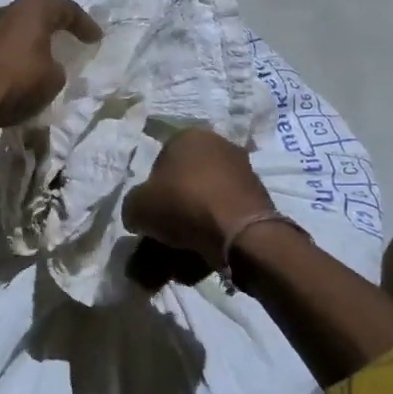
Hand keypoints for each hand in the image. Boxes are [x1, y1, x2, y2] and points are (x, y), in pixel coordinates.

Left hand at [0, 0, 101, 134]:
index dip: (85, 24)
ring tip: (44, 54)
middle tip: (70, 38)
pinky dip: (14, 53)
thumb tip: (48, 66)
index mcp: (32, 9)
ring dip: (31, 39)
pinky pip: (2, 44)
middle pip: (38, 13)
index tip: (96, 38)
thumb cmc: (18, 82)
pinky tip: (19, 67)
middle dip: (55, 26)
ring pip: (16, 28)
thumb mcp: (54, 79)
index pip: (67, 9)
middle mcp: (7, 10)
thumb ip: (57, 67)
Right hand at [122, 130, 273, 277]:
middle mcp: (217, 145)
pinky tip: (206, 256)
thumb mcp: (137, 207)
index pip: (159, 164)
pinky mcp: (258, 196)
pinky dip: (215, 233)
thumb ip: (134, 207)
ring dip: (193, 227)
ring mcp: (242, 169)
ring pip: (205, 202)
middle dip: (174, 212)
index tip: (150, 216)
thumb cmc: (182, 206)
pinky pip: (226, 216)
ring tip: (183, 257)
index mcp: (187, 137)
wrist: (239, 232)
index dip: (151, 193)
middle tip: (164, 239)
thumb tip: (140, 216)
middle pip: (185, 184)